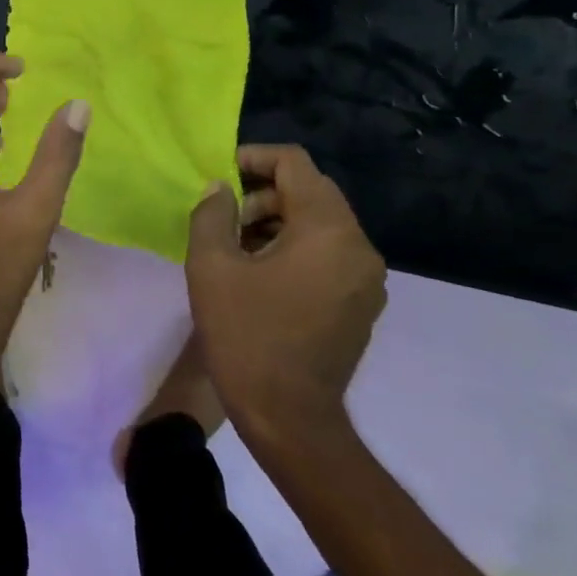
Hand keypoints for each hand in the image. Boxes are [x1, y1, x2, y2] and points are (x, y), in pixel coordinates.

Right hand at [184, 145, 385, 444]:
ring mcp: (365, 279)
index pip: (295, 164)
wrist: (289, 417)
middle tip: (221, 219)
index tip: (218, 175)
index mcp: (328, 230)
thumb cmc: (246, 334)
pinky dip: (293, 248)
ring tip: (233, 247)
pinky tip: (257, 274)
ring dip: (274, 222)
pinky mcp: (359, 304)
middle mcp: (358, 247)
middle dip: (260, 194)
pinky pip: (327, 254)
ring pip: (318, 224)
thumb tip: (221, 189)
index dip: (253, 158)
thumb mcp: (211, 266)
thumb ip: (212, 214)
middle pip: (309, 192)